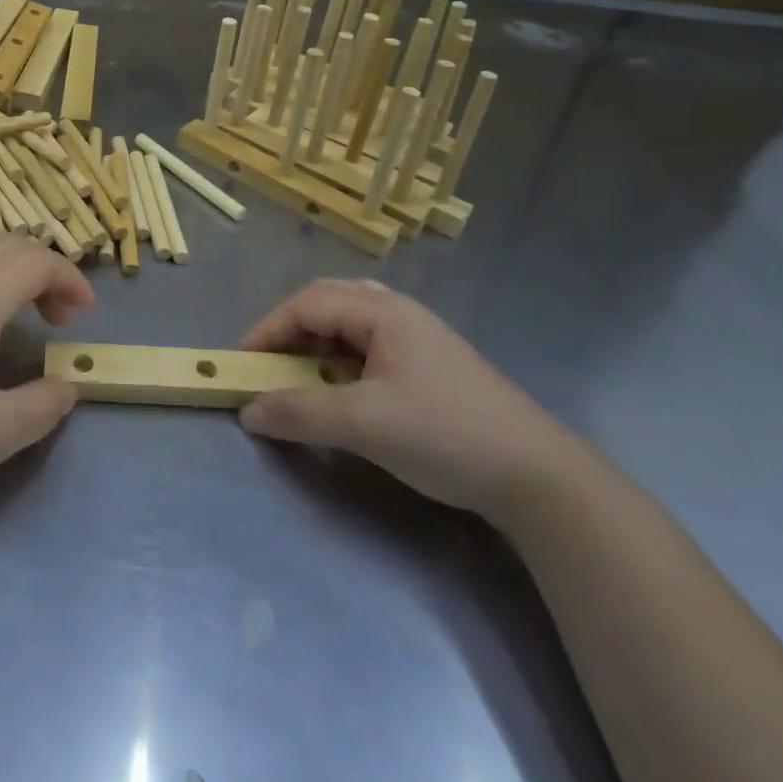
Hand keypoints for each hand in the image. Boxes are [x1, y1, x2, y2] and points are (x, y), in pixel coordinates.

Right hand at [238, 279, 585, 519]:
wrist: (540, 479)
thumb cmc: (445, 435)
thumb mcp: (363, 424)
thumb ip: (299, 413)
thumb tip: (248, 411)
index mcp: (383, 312)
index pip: (307, 303)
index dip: (268, 330)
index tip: (242, 364)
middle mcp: (399, 313)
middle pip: (328, 302)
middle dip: (290, 329)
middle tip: (270, 363)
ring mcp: (419, 338)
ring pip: (350, 323)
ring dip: (316, 342)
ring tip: (302, 372)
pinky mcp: (431, 366)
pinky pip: (369, 346)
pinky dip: (341, 360)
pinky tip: (343, 388)